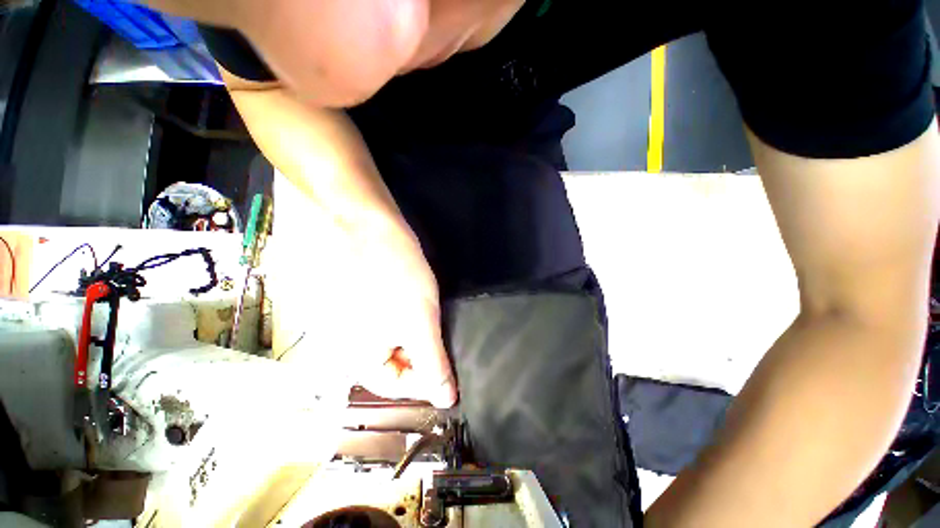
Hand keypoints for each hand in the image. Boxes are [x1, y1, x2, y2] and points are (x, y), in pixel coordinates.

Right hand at [270, 172, 456, 407]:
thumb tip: (446, 399)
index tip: (449, 366)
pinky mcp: (352, 295)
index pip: (397, 386)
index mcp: (356, 357)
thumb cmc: (393, 272)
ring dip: (411, 331)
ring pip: (387, 338)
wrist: (358, 217)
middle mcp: (344, 343)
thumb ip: (432, 362)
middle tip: (440, 332)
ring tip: (428, 313)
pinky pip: (381, 315)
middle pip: (391, 362)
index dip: (426, 380)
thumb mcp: (420, 321)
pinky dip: (400, 313)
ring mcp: (345, 316)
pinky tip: (410, 297)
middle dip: (419, 353)